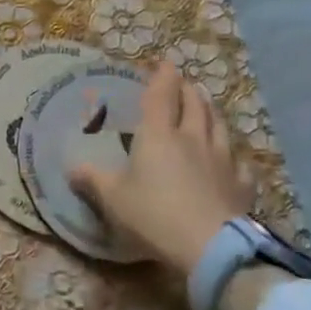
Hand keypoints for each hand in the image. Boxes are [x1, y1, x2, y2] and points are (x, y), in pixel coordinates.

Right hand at [68, 63, 255, 280]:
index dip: (162, 77)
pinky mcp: (240, 184)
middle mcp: (192, 138)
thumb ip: (92, 179)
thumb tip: (70, 168)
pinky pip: (239, 163)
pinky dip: (234, 155)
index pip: (161, 96)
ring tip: (208, 105)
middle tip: (185, 83)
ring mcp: (222, 160)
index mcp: (159, 135)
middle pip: (195, 105)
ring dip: (212, 111)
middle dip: (189, 90)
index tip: (165, 63)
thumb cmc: (154, 214)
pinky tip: (234, 159)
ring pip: (219, 126)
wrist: (210, 246)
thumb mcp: (113, 198)